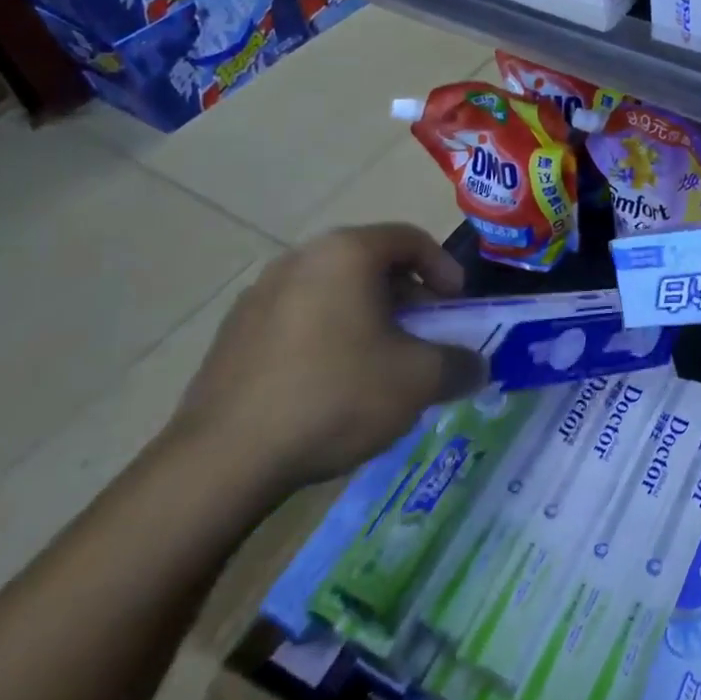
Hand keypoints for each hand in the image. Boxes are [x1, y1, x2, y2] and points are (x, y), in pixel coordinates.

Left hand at [167, 224, 487, 499]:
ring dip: (367, 316)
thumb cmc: (335, 396)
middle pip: (370, 263)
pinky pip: (298, 319)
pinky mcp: (232, 334)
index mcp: (346, 253)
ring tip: (380, 362)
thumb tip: (477, 367)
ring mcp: (259, 295)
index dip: (444, 267)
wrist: (223, 460)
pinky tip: (331, 385)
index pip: (409, 238)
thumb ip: (460, 364)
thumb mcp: (419, 380)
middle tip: (424, 334)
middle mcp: (300, 259)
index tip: (456, 304)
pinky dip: (327, 336)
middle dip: (407, 296)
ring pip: (332, 291)